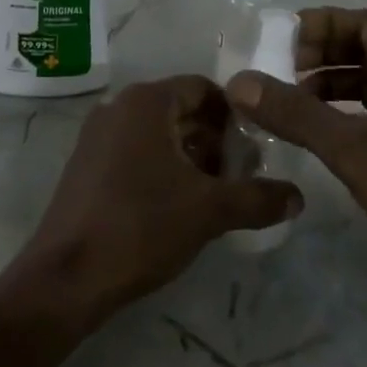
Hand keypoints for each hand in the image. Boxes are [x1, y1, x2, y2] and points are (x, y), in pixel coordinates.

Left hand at [12, 76, 302, 322]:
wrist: (67, 277)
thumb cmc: (142, 227)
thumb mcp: (210, 211)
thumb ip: (258, 198)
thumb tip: (299, 197)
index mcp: (146, 102)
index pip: (204, 89)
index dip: (235, 116)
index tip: (256, 149)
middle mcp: (118, 108)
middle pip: (181, 110)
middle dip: (215, 140)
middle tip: (241, 176)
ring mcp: (97, 136)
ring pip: (159, 134)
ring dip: (191, 157)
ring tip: (216, 195)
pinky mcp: (86, 165)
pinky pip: (136, 152)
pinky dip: (163, 168)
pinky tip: (179, 206)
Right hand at [227, 8, 366, 326]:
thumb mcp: (354, 150)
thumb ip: (295, 114)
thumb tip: (239, 82)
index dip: (325, 23)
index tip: (282, 43)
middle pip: (364, 51)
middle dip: (320, 54)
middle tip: (277, 74)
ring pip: (364, 87)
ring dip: (325, 87)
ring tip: (284, 105)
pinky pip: (366, 122)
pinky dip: (335, 119)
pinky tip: (309, 140)